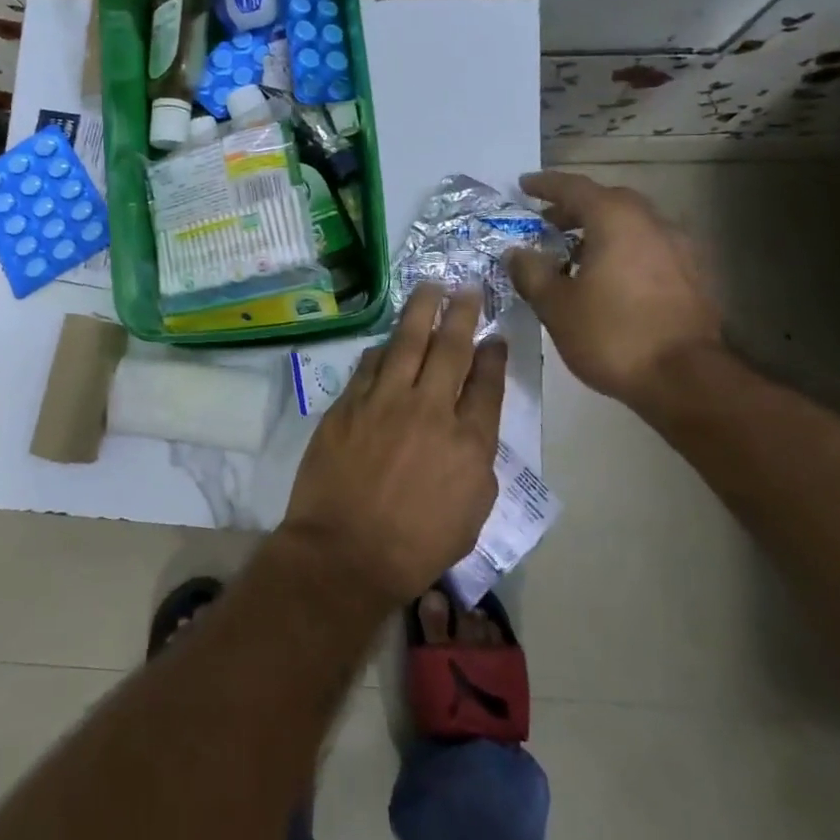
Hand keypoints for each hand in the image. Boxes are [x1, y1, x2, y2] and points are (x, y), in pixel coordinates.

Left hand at [281, 284, 506, 607]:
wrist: (344, 552)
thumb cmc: (415, 546)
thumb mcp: (471, 513)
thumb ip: (477, 461)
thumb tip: (470, 426)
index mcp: (468, 441)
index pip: (487, 383)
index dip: (494, 355)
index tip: (495, 336)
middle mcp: (430, 409)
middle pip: (450, 349)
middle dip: (462, 314)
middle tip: (468, 289)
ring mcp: (385, 401)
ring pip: (407, 342)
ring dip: (421, 310)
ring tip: (430, 287)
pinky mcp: (349, 403)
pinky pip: (370, 363)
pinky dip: (383, 347)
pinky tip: (389, 338)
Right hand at [506, 171, 720, 405]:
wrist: (685, 379)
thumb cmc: (612, 335)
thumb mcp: (556, 306)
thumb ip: (532, 273)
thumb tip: (516, 252)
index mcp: (616, 220)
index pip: (575, 188)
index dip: (546, 185)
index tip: (524, 185)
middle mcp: (652, 223)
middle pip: (608, 202)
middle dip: (575, 207)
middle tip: (547, 222)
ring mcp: (679, 249)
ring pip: (633, 225)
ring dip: (601, 230)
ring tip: (574, 254)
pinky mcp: (693, 276)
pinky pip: (650, 248)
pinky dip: (624, 250)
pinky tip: (608, 278)